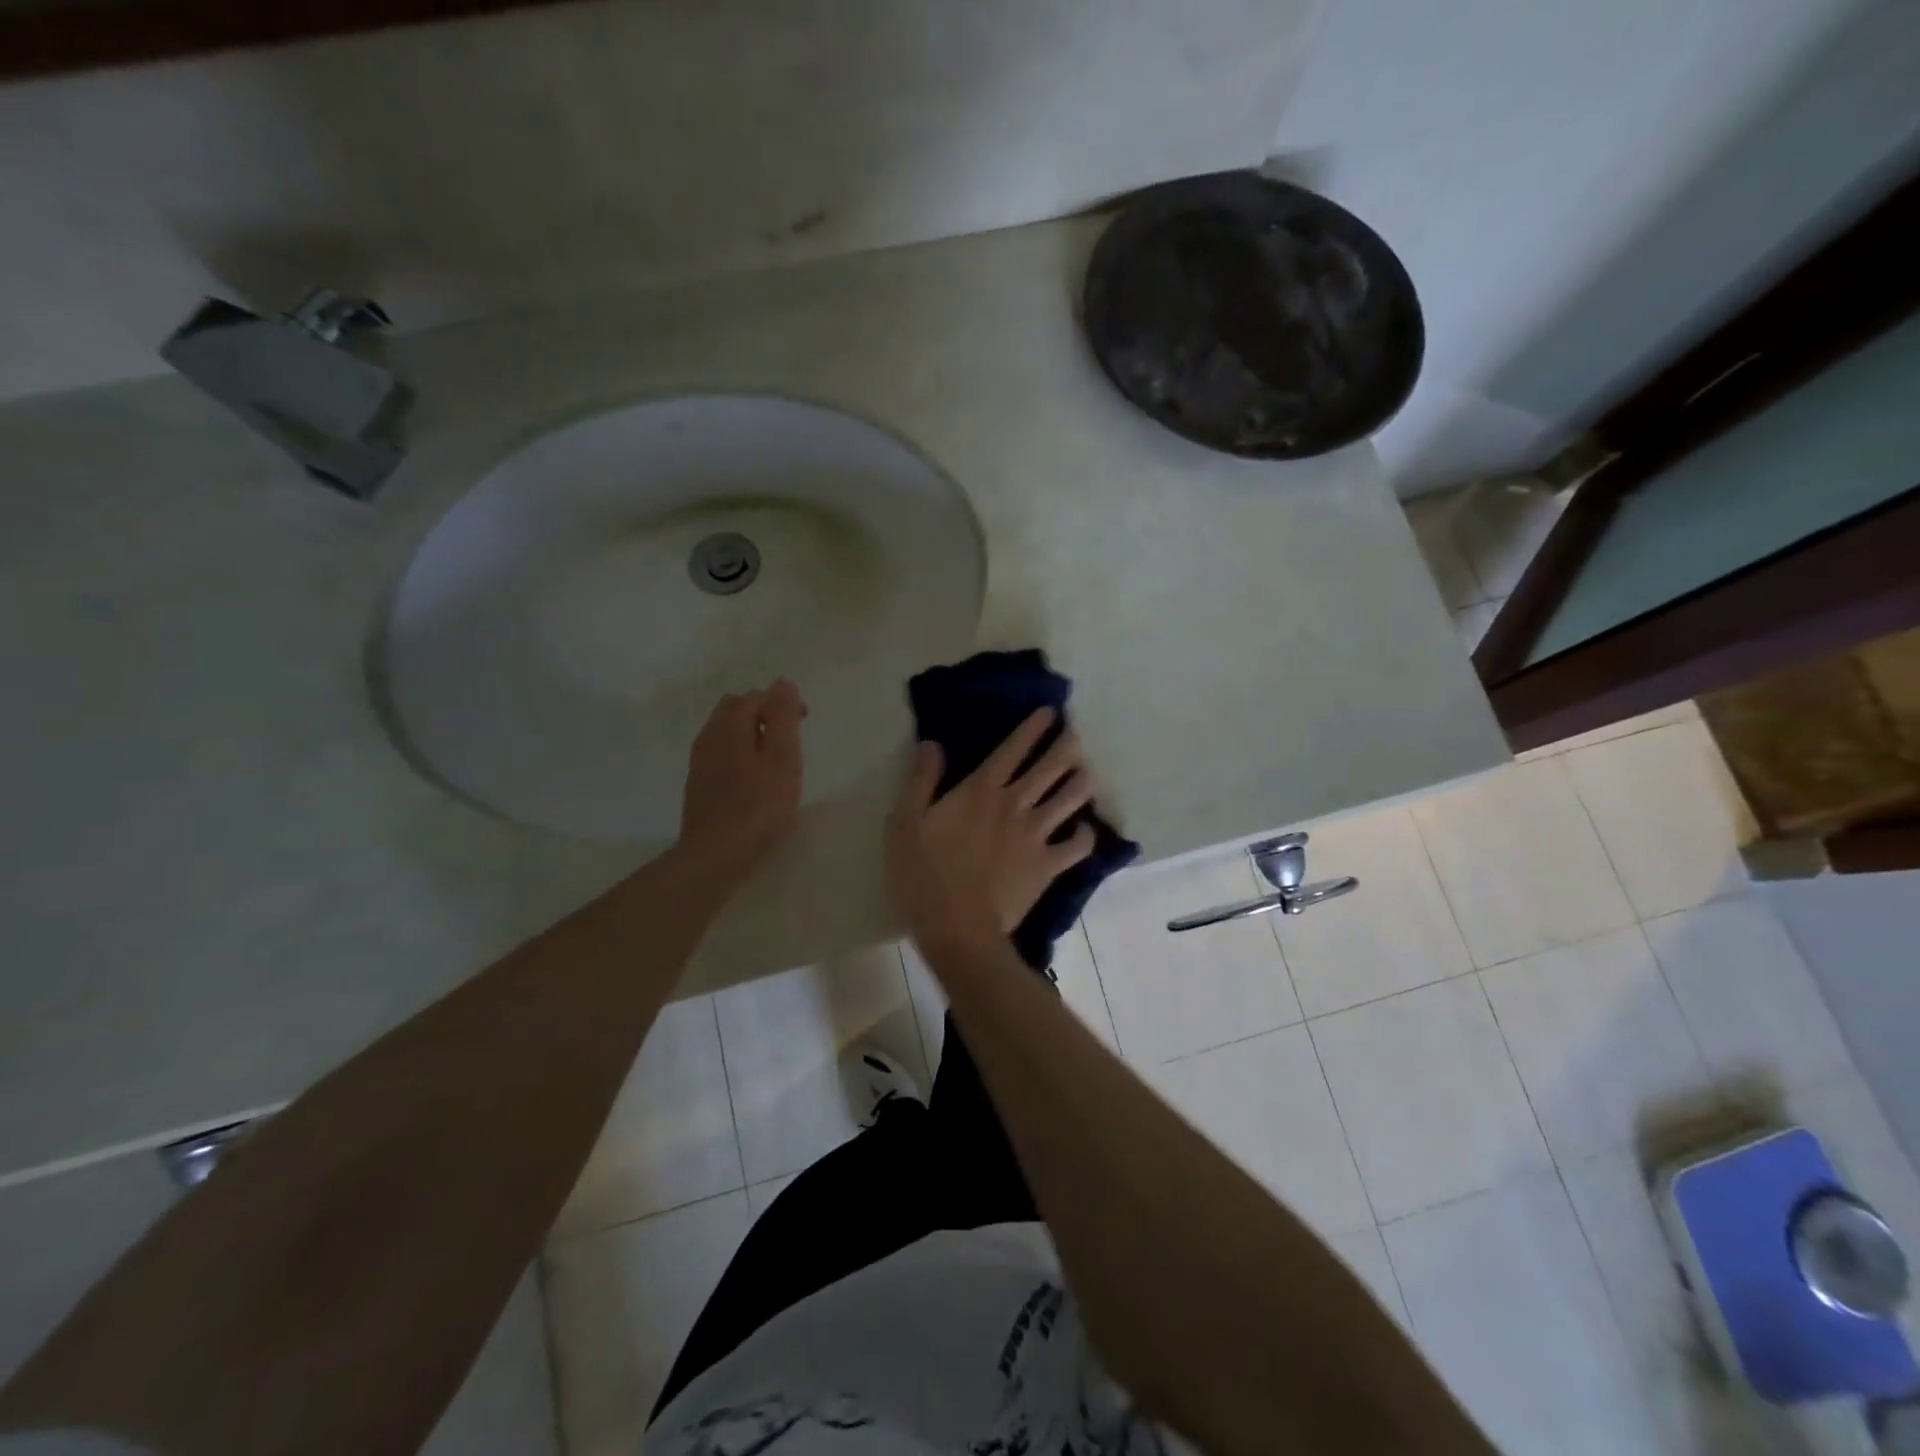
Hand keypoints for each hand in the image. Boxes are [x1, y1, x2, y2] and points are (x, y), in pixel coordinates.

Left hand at [677, 679, 805, 883]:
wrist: (716, 853)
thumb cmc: (758, 804)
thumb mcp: (782, 757)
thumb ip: (783, 717)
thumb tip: (783, 683)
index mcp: (730, 725)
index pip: (756, 696)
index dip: (783, 704)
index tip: (804, 724)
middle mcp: (709, 736)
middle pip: (735, 709)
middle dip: (763, 715)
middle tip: (789, 739)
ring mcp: (700, 761)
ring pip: (726, 733)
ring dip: (751, 736)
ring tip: (775, 762)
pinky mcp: (698, 784)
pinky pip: (720, 755)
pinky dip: (740, 755)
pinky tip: (754, 781)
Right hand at [887, 707, 1096, 953]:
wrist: (956, 928)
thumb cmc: (924, 874)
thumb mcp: (905, 822)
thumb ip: (921, 780)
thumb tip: (932, 743)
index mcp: (981, 790)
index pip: (1013, 748)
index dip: (1033, 727)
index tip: (1050, 712)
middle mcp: (1015, 804)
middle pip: (1051, 766)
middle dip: (1067, 745)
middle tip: (1075, 735)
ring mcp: (1036, 835)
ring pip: (1071, 798)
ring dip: (1081, 782)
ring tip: (1084, 774)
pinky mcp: (1048, 866)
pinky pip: (1079, 846)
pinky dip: (1086, 835)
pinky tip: (1084, 830)